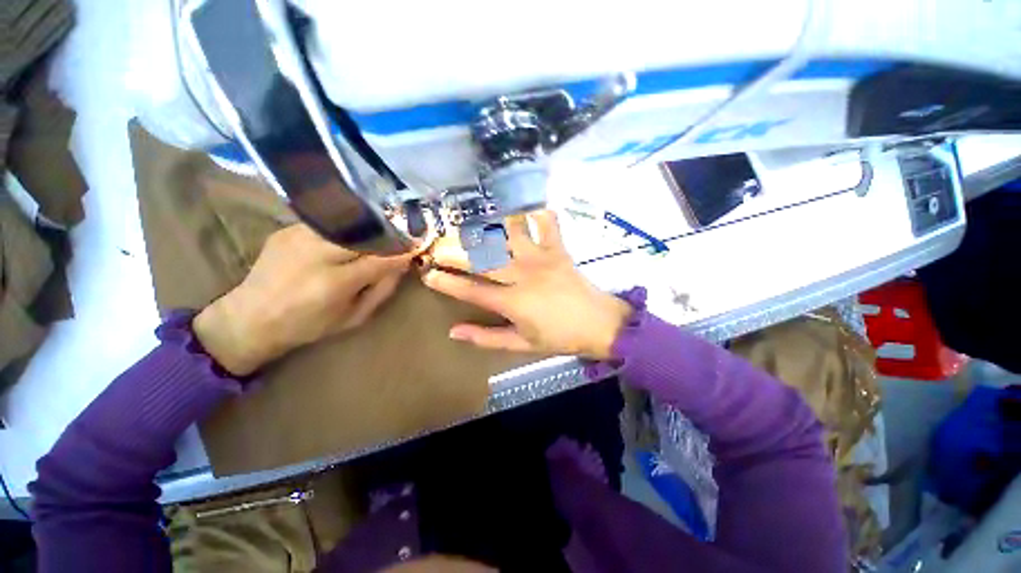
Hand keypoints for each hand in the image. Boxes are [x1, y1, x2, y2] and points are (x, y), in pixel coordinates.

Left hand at [193, 224, 412, 374]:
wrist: (249, 317)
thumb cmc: (308, 325)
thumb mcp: (354, 317)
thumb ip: (382, 289)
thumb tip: (402, 264)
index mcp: (333, 283)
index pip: (380, 259)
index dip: (402, 251)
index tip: (417, 246)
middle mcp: (315, 255)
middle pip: (365, 234)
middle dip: (387, 233)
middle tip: (401, 236)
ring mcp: (298, 238)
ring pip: (347, 222)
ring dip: (367, 227)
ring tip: (378, 233)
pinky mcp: (286, 230)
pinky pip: (328, 222)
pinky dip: (345, 227)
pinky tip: (348, 235)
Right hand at [422, 210, 630, 358]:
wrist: (599, 324)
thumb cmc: (559, 337)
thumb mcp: (520, 344)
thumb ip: (486, 338)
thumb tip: (453, 331)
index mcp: (513, 302)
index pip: (471, 290)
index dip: (447, 282)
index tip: (428, 274)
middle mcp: (523, 274)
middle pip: (482, 258)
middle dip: (455, 251)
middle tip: (438, 246)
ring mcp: (541, 258)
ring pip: (508, 235)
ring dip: (487, 227)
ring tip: (471, 225)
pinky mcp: (558, 249)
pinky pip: (547, 223)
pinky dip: (536, 213)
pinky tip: (525, 208)